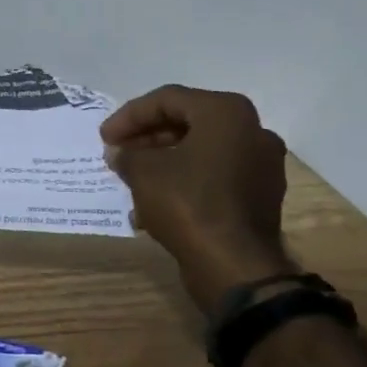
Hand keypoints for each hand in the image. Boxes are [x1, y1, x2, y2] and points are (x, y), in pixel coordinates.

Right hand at [101, 85, 295, 306]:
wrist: (235, 266)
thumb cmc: (188, 204)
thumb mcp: (144, 172)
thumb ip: (128, 154)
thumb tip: (119, 153)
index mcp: (226, 113)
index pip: (168, 100)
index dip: (129, 116)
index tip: (104, 137)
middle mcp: (252, 131)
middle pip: (187, 122)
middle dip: (147, 138)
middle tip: (118, 153)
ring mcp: (261, 165)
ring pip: (201, 151)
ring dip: (163, 161)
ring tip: (131, 179)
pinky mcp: (260, 195)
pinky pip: (214, 176)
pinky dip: (184, 181)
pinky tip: (154, 203)